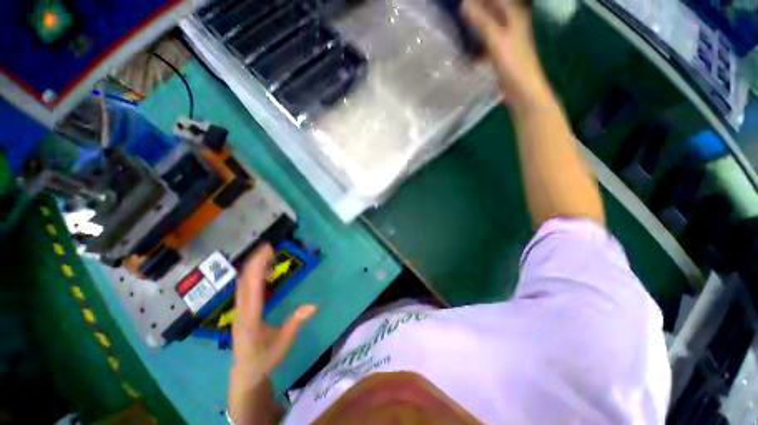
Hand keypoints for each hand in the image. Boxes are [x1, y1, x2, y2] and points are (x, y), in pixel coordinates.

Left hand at [228, 244, 316, 423]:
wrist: (245, 372)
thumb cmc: (265, 358)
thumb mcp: (284, 342)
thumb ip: (296, 322)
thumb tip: (313, 305)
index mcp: (251, 318)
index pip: (252, 288)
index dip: (259, 268)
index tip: (267, 251)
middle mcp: (241, 311)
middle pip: (244, 281)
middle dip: (255, 262)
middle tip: (268, 246)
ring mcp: (238, 310)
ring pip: (241, 284)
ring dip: (251, 266)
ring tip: (264, 253)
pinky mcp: (241, 310)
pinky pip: (243, 288)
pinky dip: (250, 275)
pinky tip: (259, 270)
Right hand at [462, 0, 551, 110]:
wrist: (523, 90)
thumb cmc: (513, 63)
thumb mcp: (496, 39)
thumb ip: (481, 21)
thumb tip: (464, 4)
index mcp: (514, 14)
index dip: (477, 1)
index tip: (461, 4)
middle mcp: (511, 23)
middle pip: (491, 11)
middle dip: (475, 11)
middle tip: (458, 15)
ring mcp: (507, 39)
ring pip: (488, 27)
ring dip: (475, 28)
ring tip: (459, 30)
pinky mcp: (502, 53)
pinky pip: (487, 43)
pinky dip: (477, 45)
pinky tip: (467, 51)